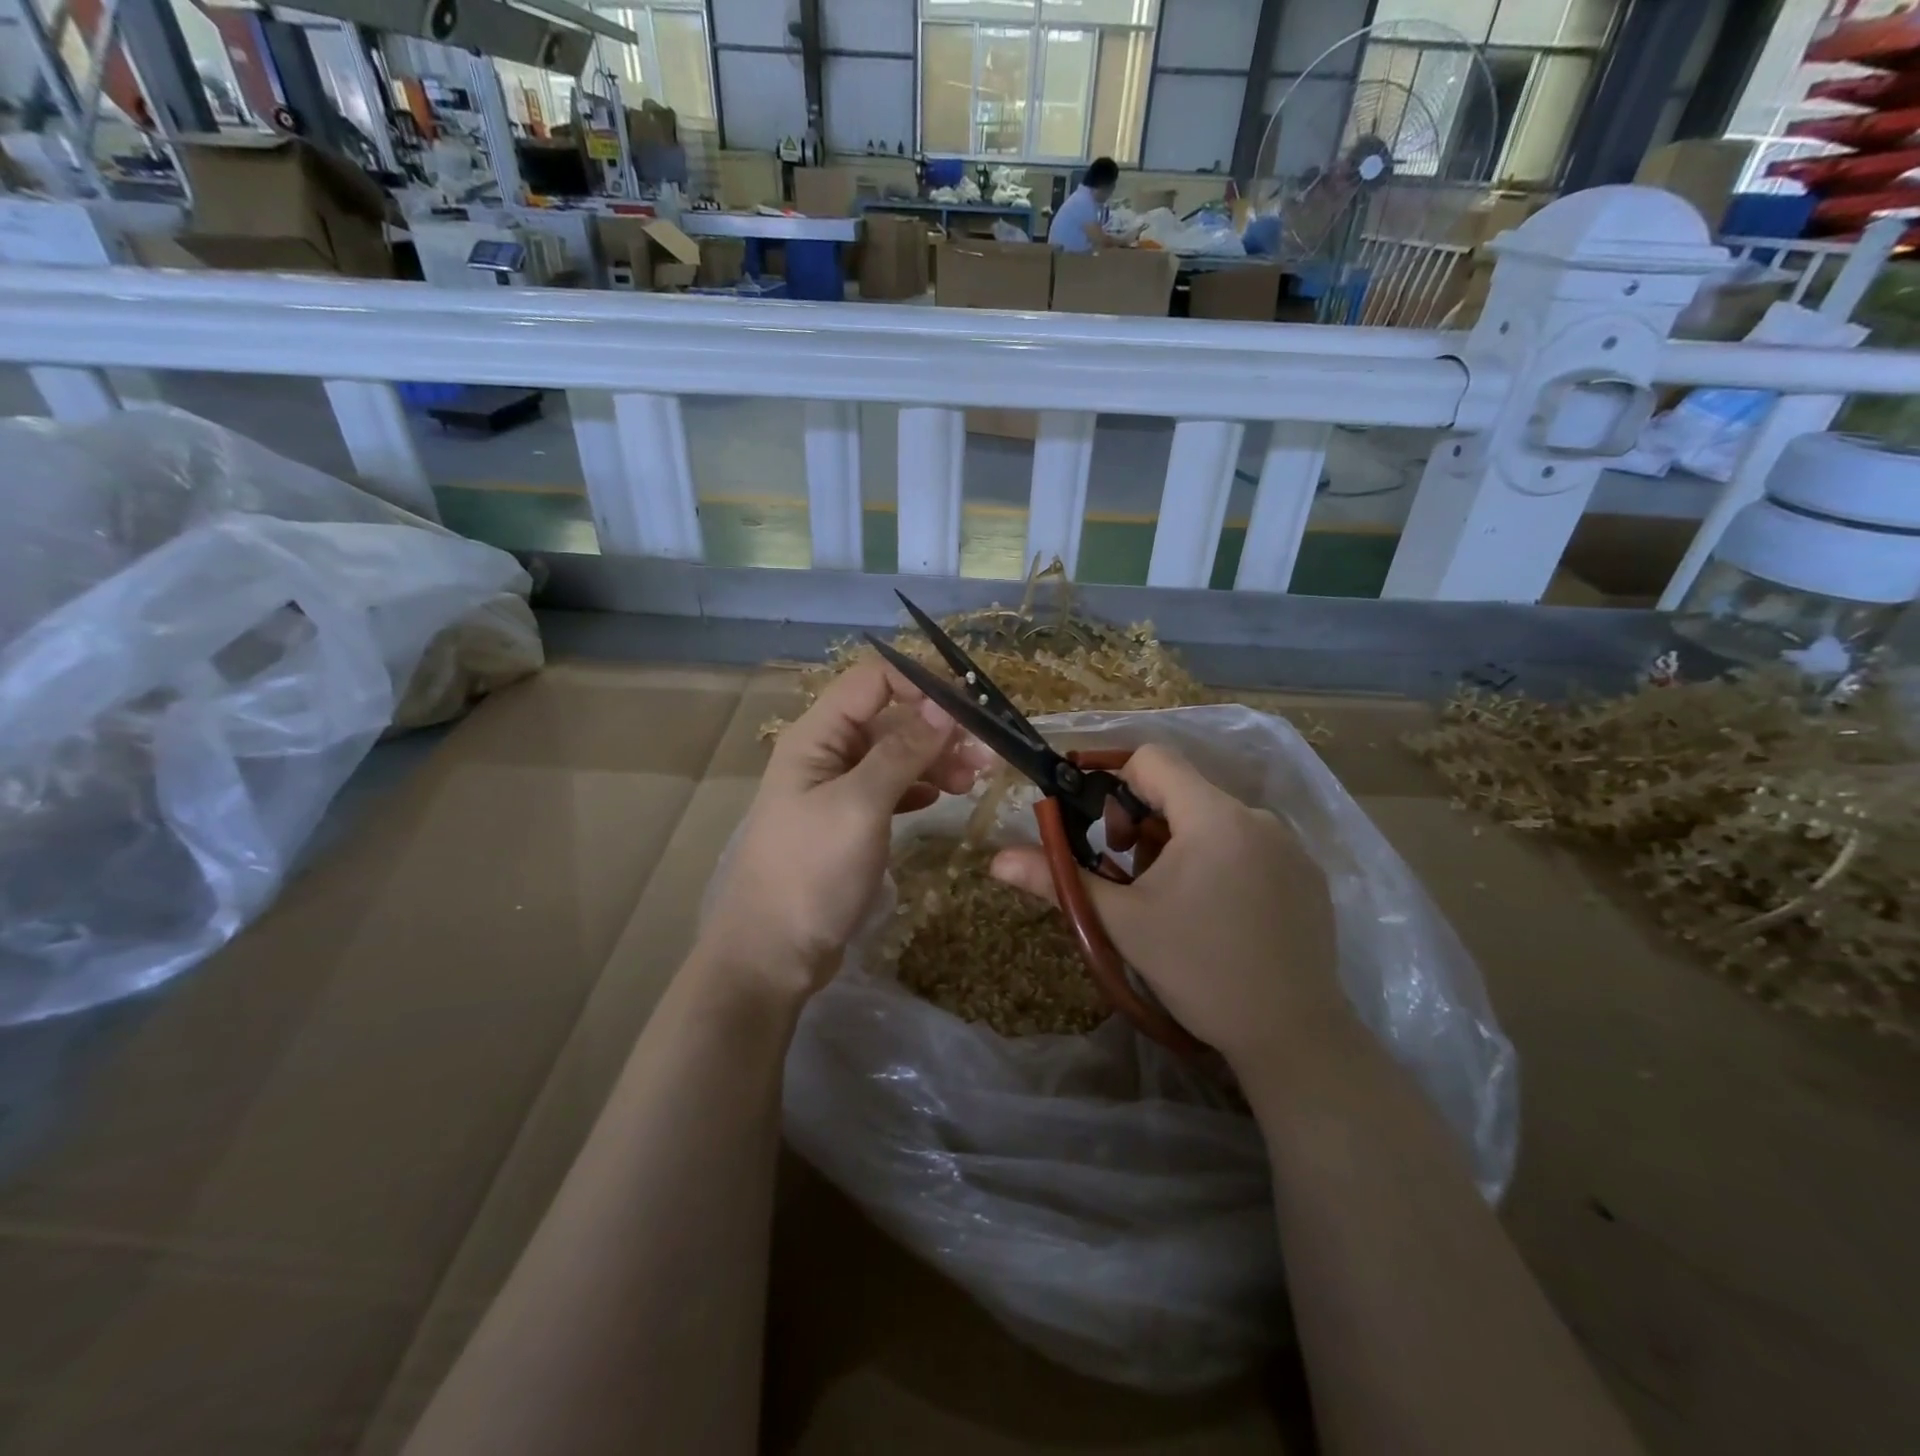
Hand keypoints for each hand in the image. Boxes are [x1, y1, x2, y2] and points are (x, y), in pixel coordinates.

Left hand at [699, 658, 985, 996]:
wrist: (772, 952)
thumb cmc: (812, 872)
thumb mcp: (860, 806)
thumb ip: (902, 752)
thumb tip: (943, 706)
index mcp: (816, 737)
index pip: (871, 680)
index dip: (919, 684)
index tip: (968, 709)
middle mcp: (824, 754)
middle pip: (888, 719)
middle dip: (937, 729)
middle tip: (986, 756)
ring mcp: (835, 789)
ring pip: (893, 755)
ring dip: (934, 760)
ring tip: (974, 783)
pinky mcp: (847, 821)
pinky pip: (889, 788)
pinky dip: (918, 788)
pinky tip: (940, 799)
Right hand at [989, 744, 1344, 1071]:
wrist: (1293, 1036)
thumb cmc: (1199, 970)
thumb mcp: (1121, 923)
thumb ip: (1059, 880)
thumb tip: (996, 859)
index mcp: (1213, 816)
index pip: (1152, 759)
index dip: (1113, 781)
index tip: (1099, 830)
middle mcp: (1257, 817)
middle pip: (1182, 790)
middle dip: (1143, 822)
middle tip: (1130, 876)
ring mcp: (1288, 846)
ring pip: (1214, 820)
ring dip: (1179, 844)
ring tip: (1171, 899)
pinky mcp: (1307, 874)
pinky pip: (1248, 845)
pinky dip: (1218, 861)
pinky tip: (1215, 913)